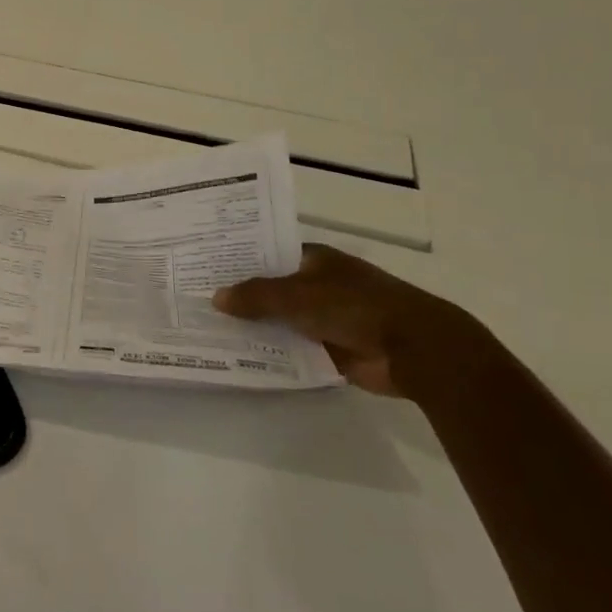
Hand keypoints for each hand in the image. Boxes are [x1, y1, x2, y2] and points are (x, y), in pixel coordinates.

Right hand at [213, 244, 479, 397]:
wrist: (415, 350)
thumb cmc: (356, 306)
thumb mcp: (297, 295)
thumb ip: (255, 296)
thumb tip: (216, 298)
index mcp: (315, 261)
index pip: (268, 254)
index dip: (239, 260)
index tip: (205, 267)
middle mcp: (319, 285)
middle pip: (271, 289)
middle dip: (241, 297)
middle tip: (196, 301)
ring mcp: (326, 318)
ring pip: (280, 320)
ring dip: (255, 327)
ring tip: (209, 330)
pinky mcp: (331, 349)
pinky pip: (292, 348)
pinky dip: (272, 352)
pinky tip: (239, 356)